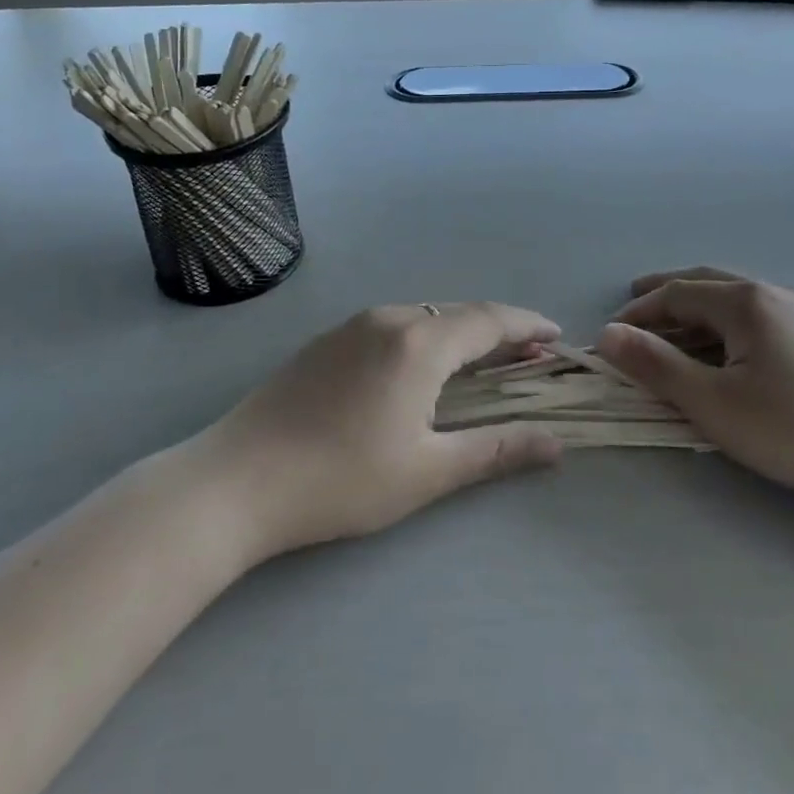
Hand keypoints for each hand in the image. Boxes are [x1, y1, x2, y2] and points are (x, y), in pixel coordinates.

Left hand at [210, 302, 564, 556]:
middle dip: (499, 331)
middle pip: (459, 313)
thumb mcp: (428, 471)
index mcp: (420, 342)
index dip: (528, 326)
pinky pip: (394, 325)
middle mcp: (390, 318)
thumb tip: (556, 444)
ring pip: (425, 316)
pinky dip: (426, 337)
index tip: (557, 337)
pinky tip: (423, 367)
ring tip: (483, 363)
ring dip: (461, 333)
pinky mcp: (328, 340)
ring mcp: (353, 325)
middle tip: (529, 356)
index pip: (490, 320)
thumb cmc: (341, 480)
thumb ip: (496, 451)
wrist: (236, 480)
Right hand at [595, 268, 793, 527]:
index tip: (612, 335)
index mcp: (744, 302)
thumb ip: (657, 367)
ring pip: (737, 300)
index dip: (639, 312)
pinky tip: (735, 349)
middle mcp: (773, 294)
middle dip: (667, 294)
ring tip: (678, 331)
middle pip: (706, 283)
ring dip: (699, 311)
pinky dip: (729, 324)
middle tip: (636, 301)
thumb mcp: (716, 404)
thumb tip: (608, 335)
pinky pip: (762, 317)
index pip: (676, 294)